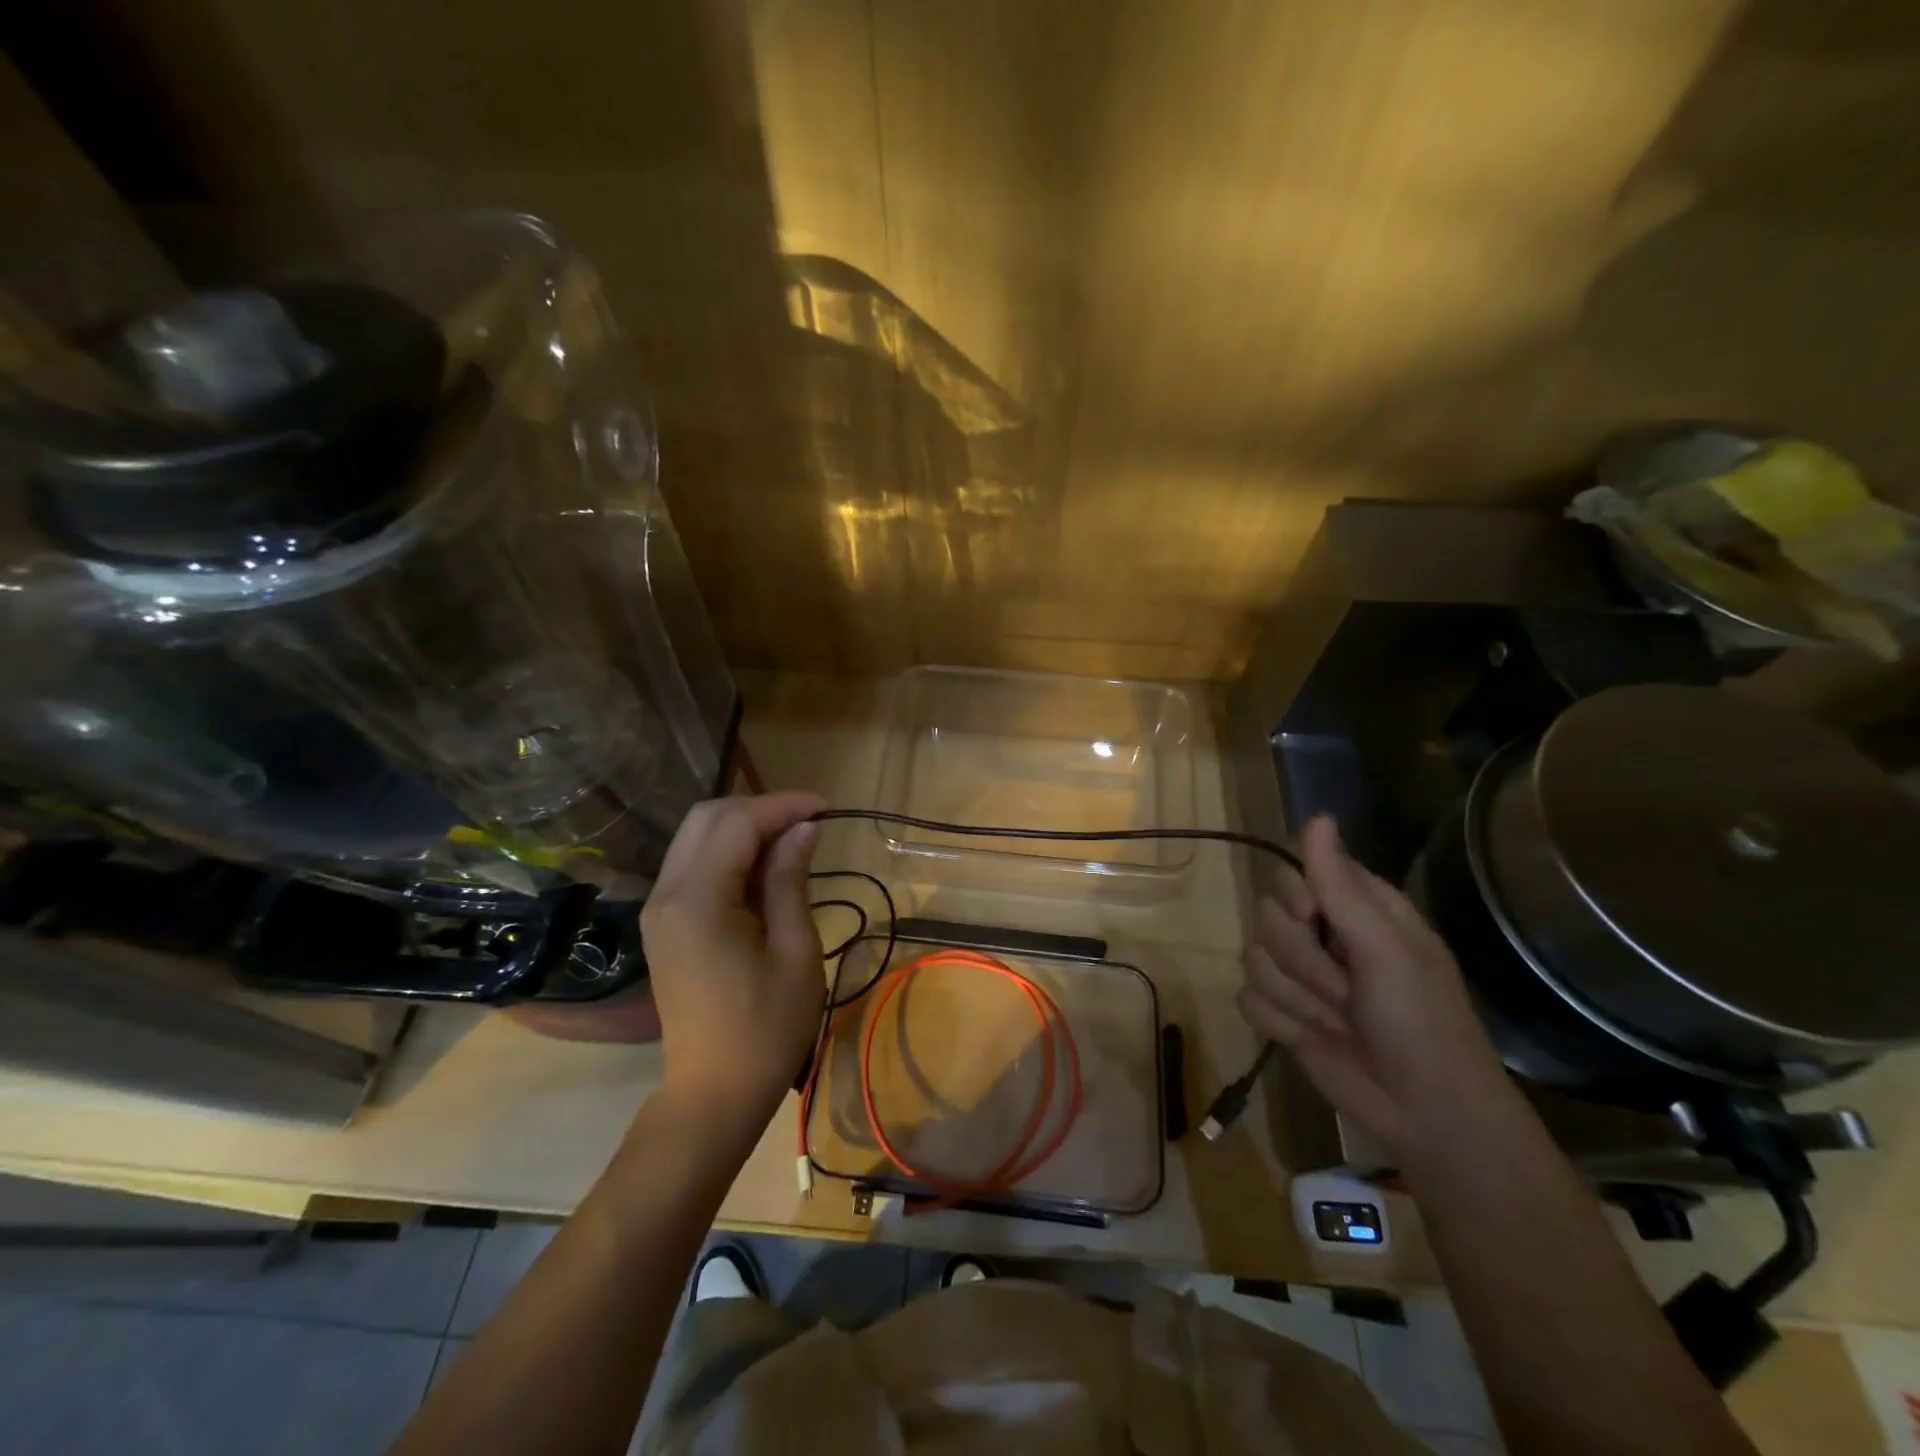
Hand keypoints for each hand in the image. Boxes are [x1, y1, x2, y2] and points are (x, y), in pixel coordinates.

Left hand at [641, 792, 826, 1130]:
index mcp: (699, 900)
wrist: (715, 1093)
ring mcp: (660, 908)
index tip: (827, 808)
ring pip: (697, 835)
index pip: (738, 823)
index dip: (783, 806)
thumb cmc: (767, 1028)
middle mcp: (668, 893)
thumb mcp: (795, 950)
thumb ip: (791, 879)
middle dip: (761, 808)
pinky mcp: (664, 922)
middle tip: (808, 824)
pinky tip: (764, 867)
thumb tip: (804, 828)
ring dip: (744, 826)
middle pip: (708, 817)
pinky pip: (694, 863)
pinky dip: (729, 851)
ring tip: (792, 841)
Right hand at [1238, 815, 1516, 1160]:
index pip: (1294, 873)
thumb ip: (1341, 886)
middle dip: (1302, 962)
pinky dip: (1279, 1022)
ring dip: (1296, 999)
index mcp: (1355, 908)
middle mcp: (1322, 935)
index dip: (1296, 898)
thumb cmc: (1421, 1021)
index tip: (1316, 921)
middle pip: (1266, 917)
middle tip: (1348, 990)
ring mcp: (1299, 976)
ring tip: (1339, 1023)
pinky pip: (1247, 998)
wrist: (1425, 1113)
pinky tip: (1311, 1039)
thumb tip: (1316, 816)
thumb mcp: (1387, 949)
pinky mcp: (1281, 1013)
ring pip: (1253, 959)